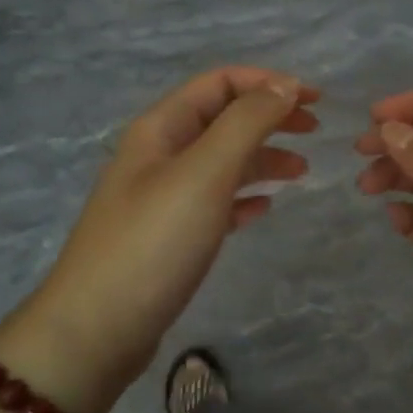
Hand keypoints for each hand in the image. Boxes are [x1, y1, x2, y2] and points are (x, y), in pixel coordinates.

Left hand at [0, 67, 317, 412]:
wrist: (98, 329)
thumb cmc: (154, 241)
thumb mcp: (204, 172)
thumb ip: (246, 123)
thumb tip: (284, 85)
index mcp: (161, 128)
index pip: (220, 82)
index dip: (268, 83)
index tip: (314, 101)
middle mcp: (160, 154)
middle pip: (223, 119)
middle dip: (269, 117)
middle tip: (315, 131)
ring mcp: (162, 197)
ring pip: (222, 162)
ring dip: (263, 158)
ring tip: (302, 173)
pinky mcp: (168, 236)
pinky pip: (214, 202)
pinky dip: (243, 197)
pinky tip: (265, 210)